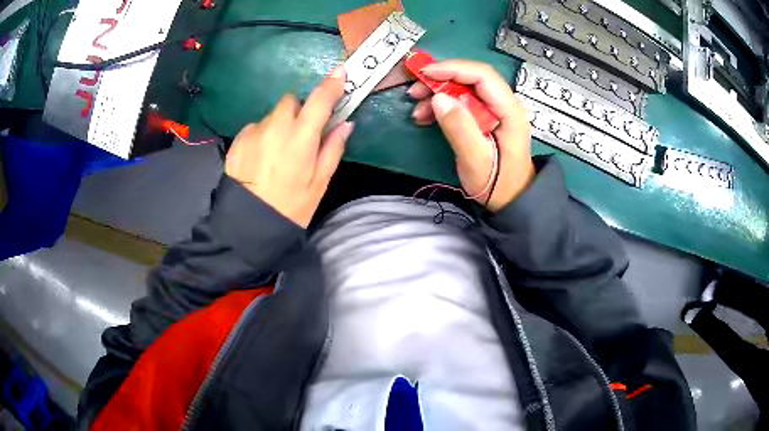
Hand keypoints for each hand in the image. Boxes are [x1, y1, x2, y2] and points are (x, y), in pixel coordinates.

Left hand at [225, 67, 353, 227]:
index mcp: (300, 139)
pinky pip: (256, 127)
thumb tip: (346, 124)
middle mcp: (276, 128)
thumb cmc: (290, 207)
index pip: (319, 101)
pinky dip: (263, 134)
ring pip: (273, 114)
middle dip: (301, 108)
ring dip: (281, 122)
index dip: (332, 85)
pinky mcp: (239, 140)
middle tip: (303, 131)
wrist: (247, 225)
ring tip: (279, 150)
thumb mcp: (319, 184)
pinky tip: (262, 157)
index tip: (340, 74)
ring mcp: (254, 132)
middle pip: (291, 101)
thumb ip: (333, 150)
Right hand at [408, 60, 534, 211]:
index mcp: (509, 110)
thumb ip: (460, 128)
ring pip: (464, 88)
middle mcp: (504, 103)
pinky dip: (443, 105)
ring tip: (418, 109)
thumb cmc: (498, 183)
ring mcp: (495, 109)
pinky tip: (427, 116)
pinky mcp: (486, 117)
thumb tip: (439, 98)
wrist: (511, 199)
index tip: (425, 74)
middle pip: (472, 78)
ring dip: (438, 93)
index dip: (452, 69)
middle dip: (441, 80)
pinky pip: (463, 102)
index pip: (482, 75)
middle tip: (416, 91)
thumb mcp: (476, 159)